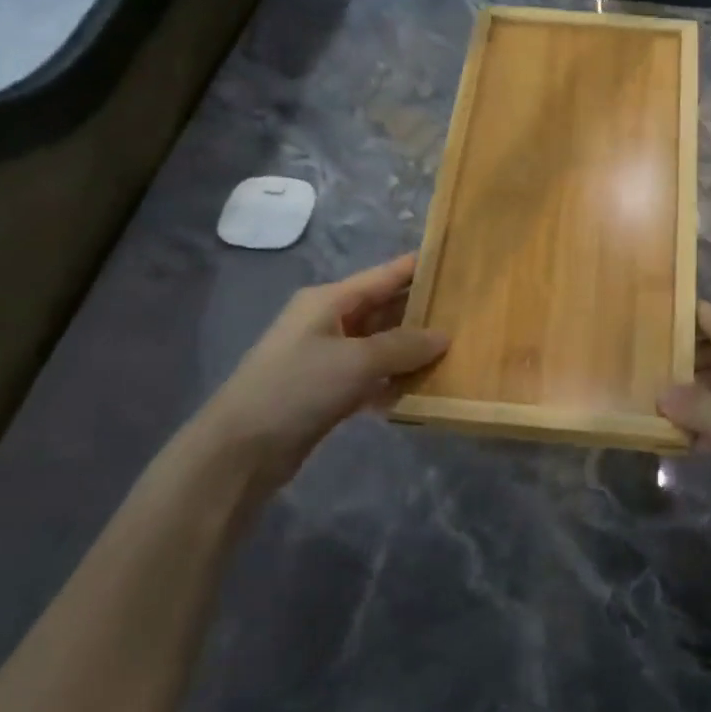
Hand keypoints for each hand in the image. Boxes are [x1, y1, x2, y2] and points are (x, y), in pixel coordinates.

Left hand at [195, 254, 447, 495]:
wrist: (242, 449)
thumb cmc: (298, 388)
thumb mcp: (356, 361)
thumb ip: (403, 346)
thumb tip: (444, 336)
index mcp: (329, 300)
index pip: (383, 275)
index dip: (418, 268)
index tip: (457, 262)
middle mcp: (328, 322)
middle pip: (384, 309)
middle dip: (422, 312)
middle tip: (468, 314)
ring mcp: (327, 357)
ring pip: (380, 345)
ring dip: (411, 350)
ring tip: (457, 350)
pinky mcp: (328, 390)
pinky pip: (371, 376)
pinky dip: (394, 380)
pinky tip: (423, 389)